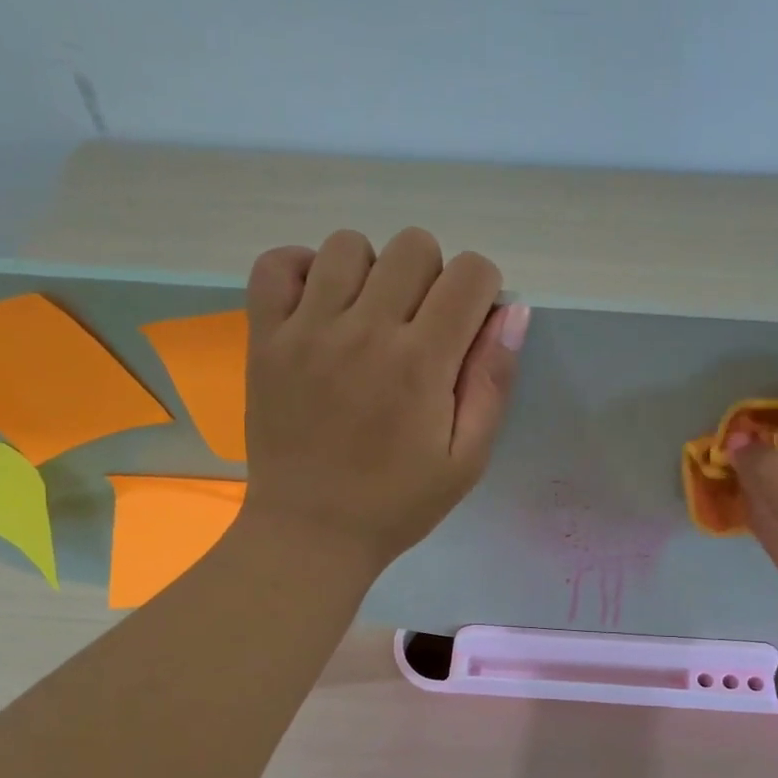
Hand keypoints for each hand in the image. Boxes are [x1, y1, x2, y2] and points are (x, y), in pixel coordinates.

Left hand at [239, 227, 528, 574]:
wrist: (310, 533)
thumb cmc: (397, 503)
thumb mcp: (466, 460)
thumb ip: (492, 382)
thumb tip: (513, 311)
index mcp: (422, 362)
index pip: (469, 273)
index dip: (482, 290)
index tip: (469, 326)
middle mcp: (365, 330)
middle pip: (414, 246)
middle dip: (432, 278)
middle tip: (421, 329)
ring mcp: (307, 329)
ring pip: (348, 245)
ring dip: (372, 272)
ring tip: (369, 319)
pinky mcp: (265, 338)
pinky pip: (277, 264)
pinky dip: (302, 270)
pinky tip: (320, 306)